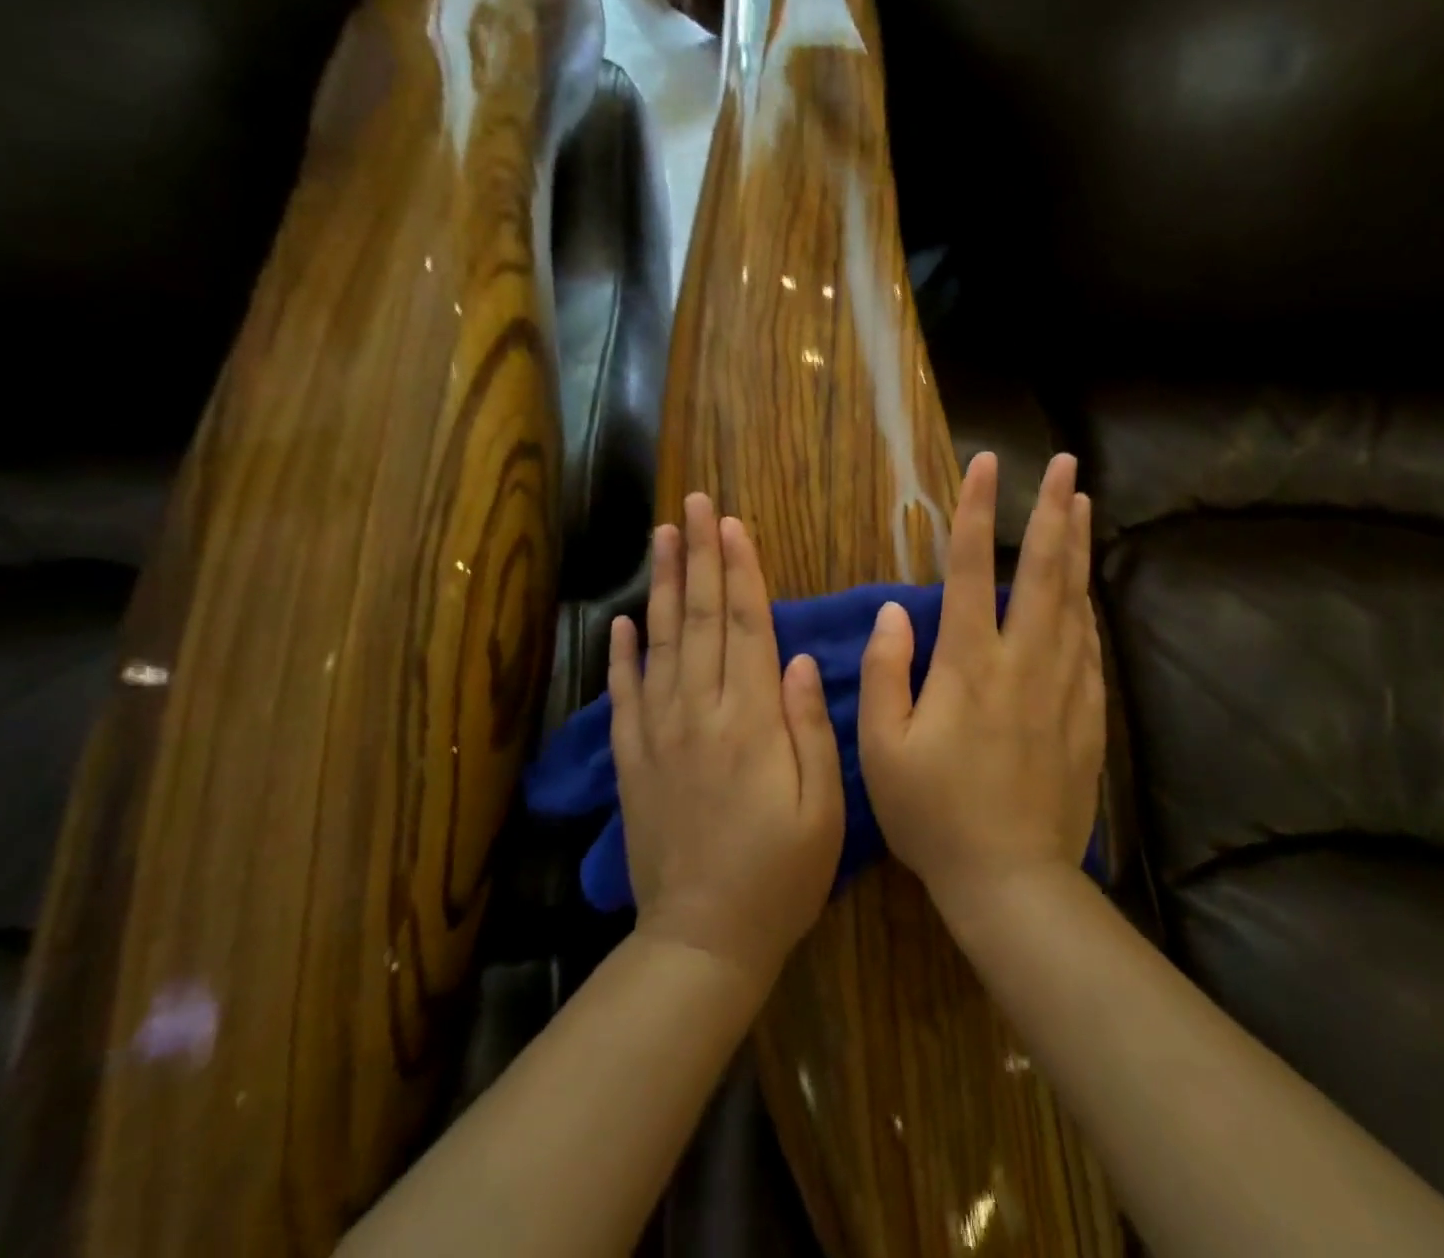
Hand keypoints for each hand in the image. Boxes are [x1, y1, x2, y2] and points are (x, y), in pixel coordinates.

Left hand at [608, 494, 844, 988]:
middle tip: (694, 503)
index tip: (732, 523)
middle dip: (698, 556)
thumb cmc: (781, 873)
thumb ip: (810, 727)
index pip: (745, 625)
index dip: (739, 571)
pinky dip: (622, 655)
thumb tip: (800, 659)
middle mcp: (700, 713)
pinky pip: (624, 696)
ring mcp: (659, 735)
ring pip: (659, 643)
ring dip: (660, 586)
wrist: (704, 940)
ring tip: (661, 537)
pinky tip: (621, 621)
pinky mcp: (633, 761)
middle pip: (699, 619)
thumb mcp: (822, 806)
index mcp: (751, 721)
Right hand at [857, 452, 1104, 920]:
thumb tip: (893, 611)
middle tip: (1067, 465)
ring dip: (1077, 548)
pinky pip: (1089, 648)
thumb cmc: (933, 815)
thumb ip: (887, 672)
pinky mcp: (1085, 716)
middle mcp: (1022, 662)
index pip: (970, 569)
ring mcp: (1062, 687)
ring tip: (1082, 506)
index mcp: (968, 665)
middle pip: (1042, 572)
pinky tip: (1087, 591)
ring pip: (1074, 602)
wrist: (1010, 880)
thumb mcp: (882, 748)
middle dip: (1052, 512)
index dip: (976, 512)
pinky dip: (1087, 608)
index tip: (986, 464)